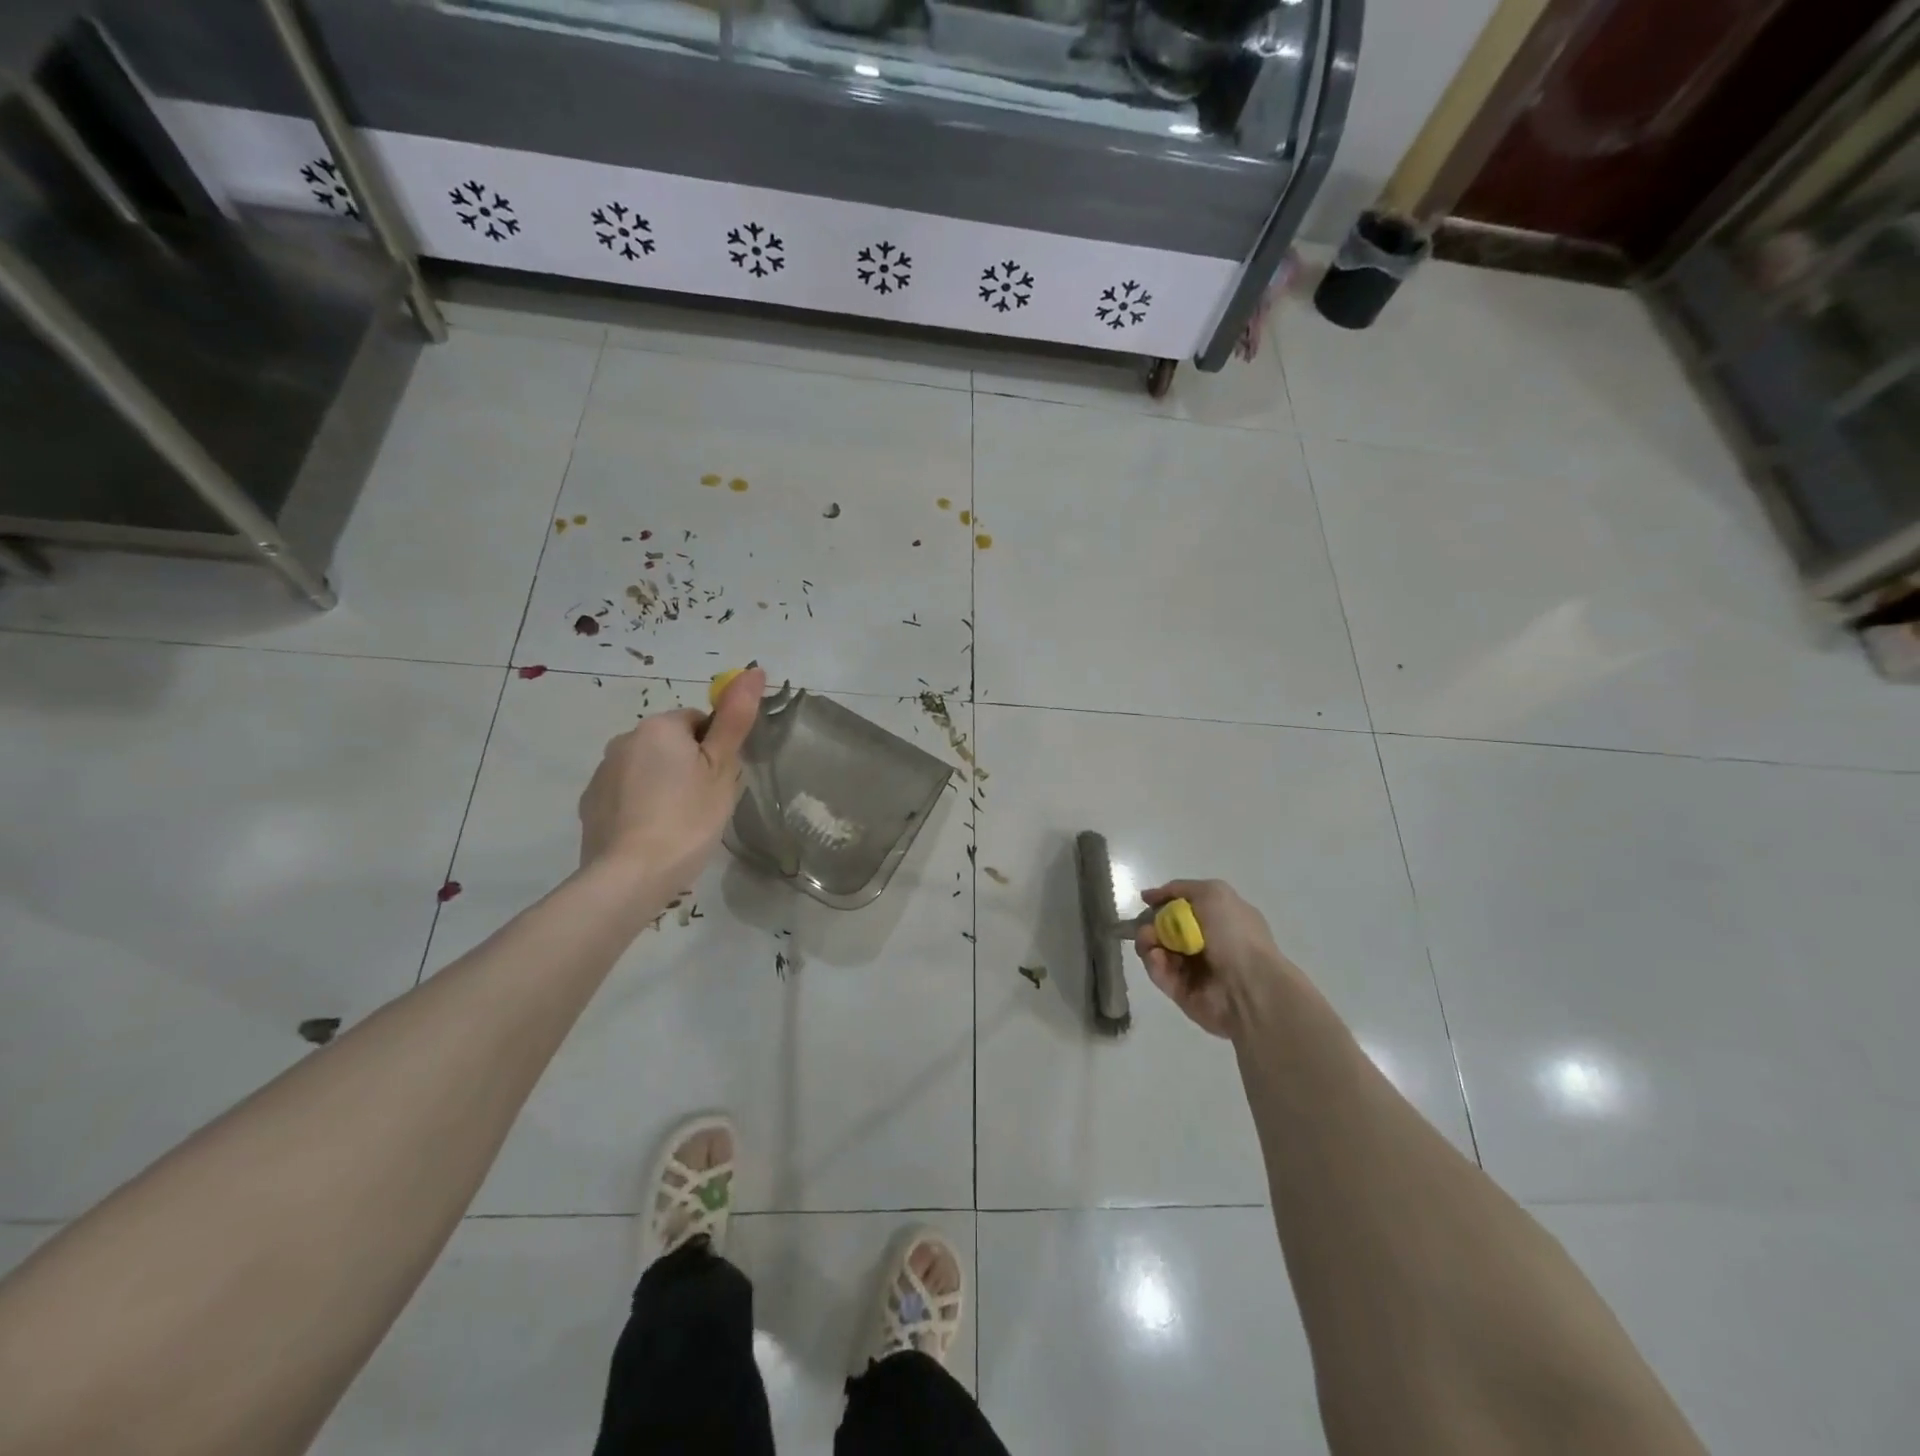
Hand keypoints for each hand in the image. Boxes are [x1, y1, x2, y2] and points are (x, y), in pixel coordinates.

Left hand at [578, 667, 765, 889]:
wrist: (631, 875)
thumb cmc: (688, 817)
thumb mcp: (722, 768)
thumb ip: (736, 718)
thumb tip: (753, 669)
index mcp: (659, 727)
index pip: (698, 721)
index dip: (715, 749)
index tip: (721, 781)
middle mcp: (624, 740)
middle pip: (670, 744)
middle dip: (689, 766)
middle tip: (705, 803)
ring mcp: (602, 773)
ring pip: (647, 769)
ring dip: (663, 785)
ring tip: (680, 824)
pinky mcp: (591, 804)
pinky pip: (626, 794)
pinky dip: (641, 806)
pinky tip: (653, 835)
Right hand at [1135, 879, 1298, 1039]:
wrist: (1249, 986)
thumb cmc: (1235, 934)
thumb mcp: (1213, 893)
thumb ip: (1179, 888)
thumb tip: (1149, 896)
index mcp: (1220, 919)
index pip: (1184, 907)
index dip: (1164, 901)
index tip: (1147, 901)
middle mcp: (1206, 943)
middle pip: (1165, 927)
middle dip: (1150, 921)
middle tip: (1146, 924)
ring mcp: (1193, 969)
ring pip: (1157, 949)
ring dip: (1147, 940)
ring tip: (1149, 940)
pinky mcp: (1181, 991)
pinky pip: (1159, 972)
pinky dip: (1153, 962)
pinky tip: (1156, 957)